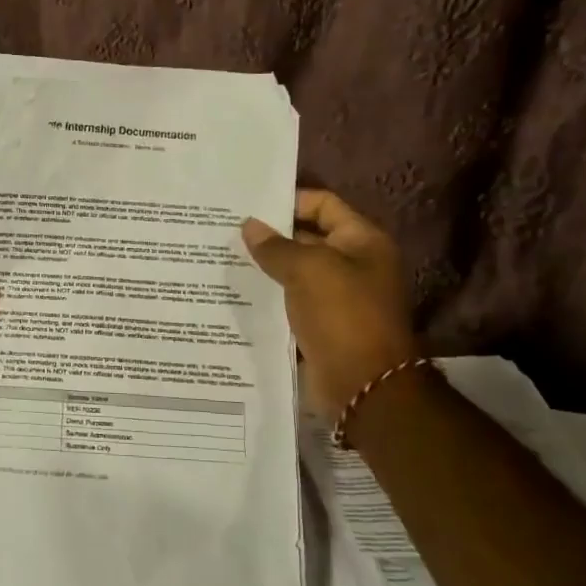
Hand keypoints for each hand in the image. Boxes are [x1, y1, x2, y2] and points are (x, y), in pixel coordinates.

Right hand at [241, 189, 418, 418]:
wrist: (362, 385)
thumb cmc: (343, 316)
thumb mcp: (308, 270)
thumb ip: (276, 246)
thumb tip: (249, 226)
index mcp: (362, 241)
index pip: (323, 204)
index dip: (288, 200)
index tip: (249, 204)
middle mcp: (352, 264)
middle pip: (307, 237)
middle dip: (270, 234)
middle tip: (225, 229)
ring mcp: (336, 296)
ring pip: (295, 271)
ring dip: (265, 266)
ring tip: (223, 257)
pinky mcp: (320, 323)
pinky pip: (290, 300)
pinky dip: (268, 295)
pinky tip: (236, 291)